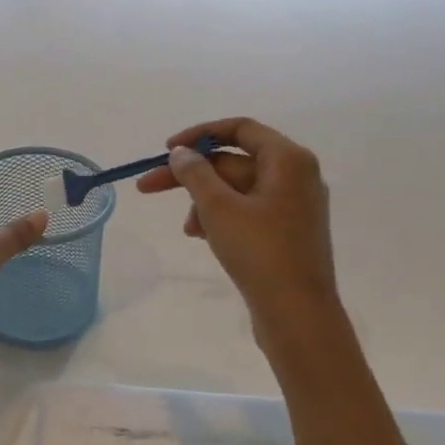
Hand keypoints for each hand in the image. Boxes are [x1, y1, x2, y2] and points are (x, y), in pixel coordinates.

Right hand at [136, 118, 339, 337]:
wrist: (297, 315)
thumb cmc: (260, 252)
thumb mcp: (218, 208)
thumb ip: (195, 174)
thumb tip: (181, 153)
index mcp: (288, 160)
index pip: (240, 129)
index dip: (200, 135)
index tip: (167, 151)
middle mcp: (297, 176)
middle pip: (235, 162)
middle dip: (194, 176)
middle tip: (148, 187)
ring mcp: (295, 206)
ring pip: (238, 190)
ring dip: (206, 202)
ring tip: (189, 230)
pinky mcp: (288, 233)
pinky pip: (249, 212)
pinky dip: (223, 218)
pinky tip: (204, 238)